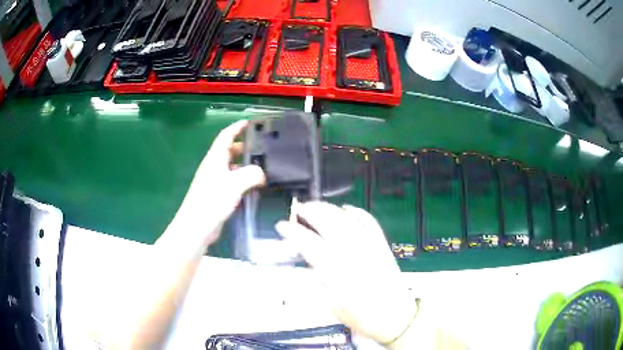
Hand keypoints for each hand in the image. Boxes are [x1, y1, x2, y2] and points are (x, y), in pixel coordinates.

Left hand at [174, 120, 264, 245]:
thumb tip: (262, 173)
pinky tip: (254, 187)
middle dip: (245, 147)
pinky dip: (243, 180)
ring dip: (245, 165)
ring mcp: (214, 181)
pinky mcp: (217, 195)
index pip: (226, 136)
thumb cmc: (212, 201)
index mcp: (215, 159)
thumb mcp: (235, 184)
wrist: (196, 227)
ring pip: (232, 167)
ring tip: (263, 168)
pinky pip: (232, 182)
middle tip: (263, 148)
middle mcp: (214, 167)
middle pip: (229, 151)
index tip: (249, 123)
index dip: (237, 127)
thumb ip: (251, 174)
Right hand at [275, 202, 416, 344]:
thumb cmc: (364, 317)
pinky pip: (369, 223)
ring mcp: (370, 247)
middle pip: (329, 224)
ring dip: (330, 209)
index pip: (310, 244)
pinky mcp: (382, 246)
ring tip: (317, 206)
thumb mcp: (332, 307)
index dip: (293, 232)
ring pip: (347, 220)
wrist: (396, 317)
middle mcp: (354, 255)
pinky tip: (348, 209)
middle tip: (299, 209)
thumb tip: (301, 267)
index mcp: (338, 272)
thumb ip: (314, 285)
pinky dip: (357, 213)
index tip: (282, 226)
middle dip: (311, 212)